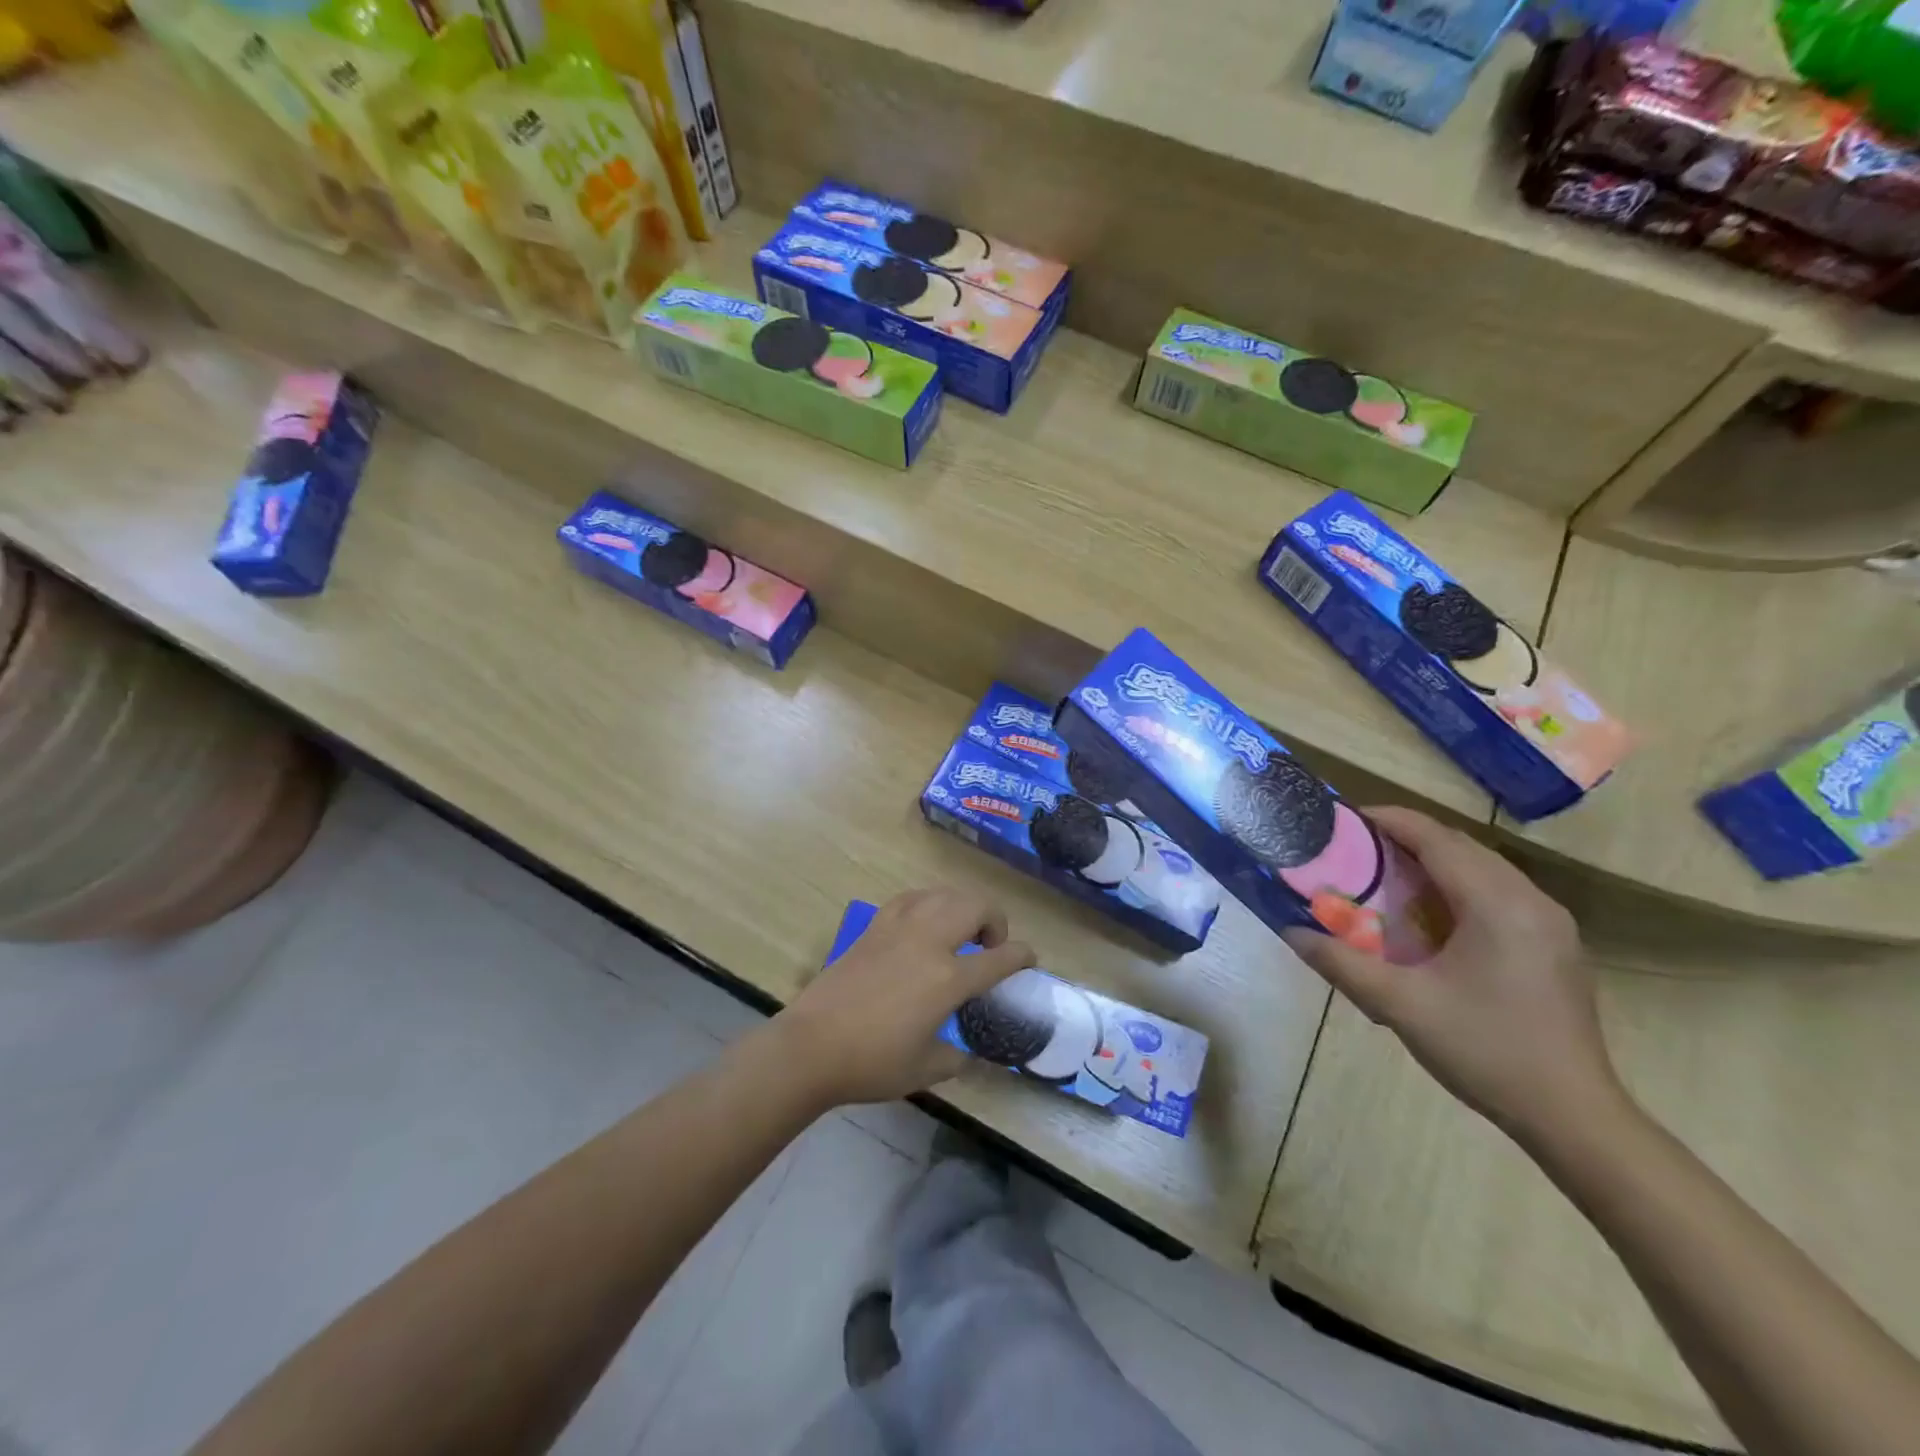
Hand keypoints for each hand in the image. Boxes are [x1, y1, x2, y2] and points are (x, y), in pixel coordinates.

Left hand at [774, 887, 1035, 1107]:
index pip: (1000, 958)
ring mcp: (899, 929)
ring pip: (943, 894)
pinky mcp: (874, 927)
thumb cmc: (871, 1063)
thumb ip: (955, 1058)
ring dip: (962, 906)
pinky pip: (911, 899)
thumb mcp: (924, 1069)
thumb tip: (967, 1056)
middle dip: (994, 919)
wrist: (811, 1046)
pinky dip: (928, 903)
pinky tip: (924, 922)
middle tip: (990, 945)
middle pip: (975, 906)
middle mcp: (929, 943)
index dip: (1022, 956)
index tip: (1029, 959)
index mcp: (948, 979)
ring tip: (960, 930)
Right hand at [1282, 807, 1622, 1145]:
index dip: (1391, 820)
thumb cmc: (1484, 1050)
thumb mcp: (1400, 1006)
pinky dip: (1460, 885)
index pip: (1438, 840)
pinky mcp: (1556, 945)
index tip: (1348, 816)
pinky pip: (1501, 893)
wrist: (1572, 1116)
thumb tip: (1291, 932)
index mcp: (1498, 905)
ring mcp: (1552, 924)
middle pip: (1462, 847)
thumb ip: (1341, 963)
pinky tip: (1434, 913)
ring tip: (1388, 872)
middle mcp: (1532, 901)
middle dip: (1409, 838)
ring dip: (1436, 861)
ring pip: (1485, 869)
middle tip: (1358, 846)